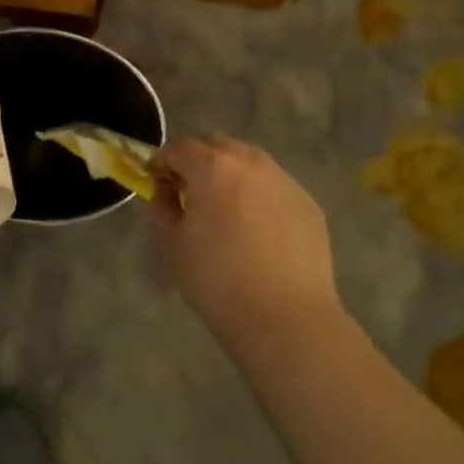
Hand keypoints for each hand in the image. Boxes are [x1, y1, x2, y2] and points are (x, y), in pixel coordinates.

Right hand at [149, 136, 342, 352]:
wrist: (286, 318)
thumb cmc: (218, 281)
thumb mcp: (171, 245)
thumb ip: (162, 207)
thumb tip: (167, 192)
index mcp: (213, 167)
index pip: (178, 148)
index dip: (162, 163)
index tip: (157, 183)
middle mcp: (250, 162)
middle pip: (216, 145)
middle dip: (197, 161)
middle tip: (190, 192)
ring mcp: (284, 180)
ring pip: (248, 162)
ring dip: (230, 174)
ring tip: (225, 209)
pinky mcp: (307, 202)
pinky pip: (273, 187)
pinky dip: (258, 196)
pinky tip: (257, 230)